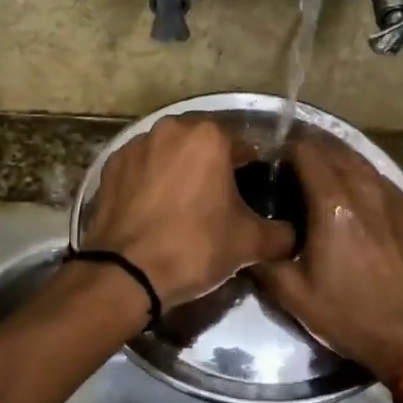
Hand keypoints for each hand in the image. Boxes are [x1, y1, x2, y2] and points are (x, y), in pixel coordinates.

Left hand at [81, 115, 294, 307]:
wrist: (126, 273)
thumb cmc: (194, 247)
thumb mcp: (249, 243)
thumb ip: (280, 233)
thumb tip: (293, 235)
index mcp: (208, 137)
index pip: (242, 146)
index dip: (250, 170)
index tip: (251, 194)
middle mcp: (170, 129)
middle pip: (203, 145)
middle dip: (212, 166)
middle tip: (218, 201)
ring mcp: (135, 145)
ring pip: (169, 153)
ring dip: (179, 170)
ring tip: (183, 205)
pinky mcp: (110, 165)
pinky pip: (141, 167)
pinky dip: (149, 181)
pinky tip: (153, 209)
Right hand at [251, 135, 402, 381]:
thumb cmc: (351, 315)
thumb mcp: (293, 295)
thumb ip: (263, 259)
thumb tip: (246, 238)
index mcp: (333, 204)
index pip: (306, 151)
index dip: (284, 149)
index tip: (271, 161)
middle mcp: (365, 189)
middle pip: (334, 148)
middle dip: (309, 149)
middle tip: (290, 166)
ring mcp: (394, 196)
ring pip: (360, 160)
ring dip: (336, 159)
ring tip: (319, 175)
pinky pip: (381, 179)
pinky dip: (361, 177)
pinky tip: (354, 197)